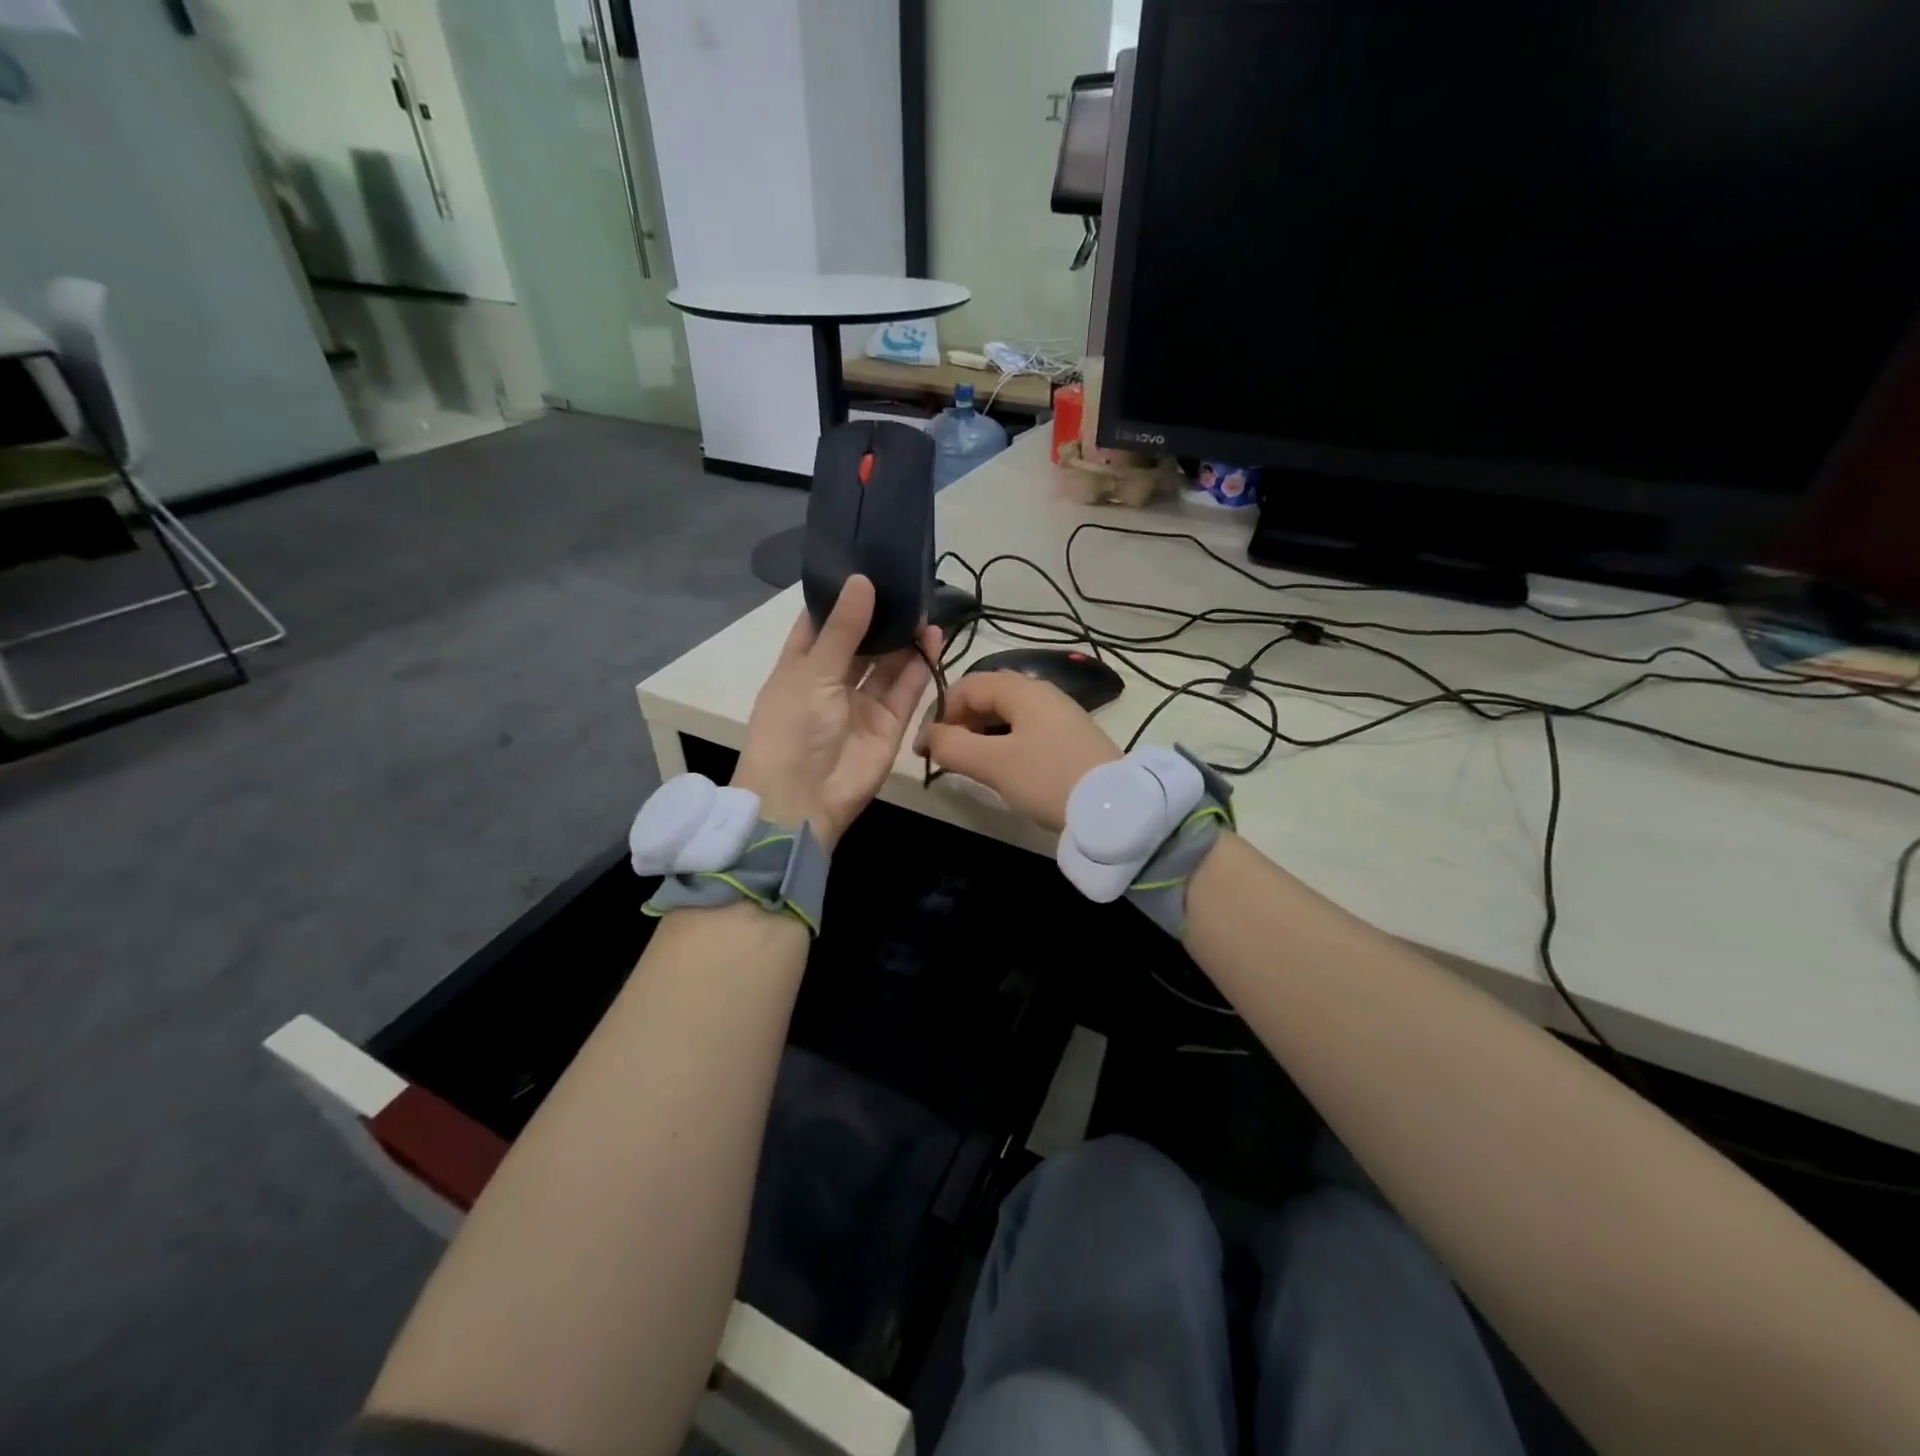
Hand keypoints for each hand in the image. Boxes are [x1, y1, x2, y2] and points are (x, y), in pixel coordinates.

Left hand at [732, 576, 939, 850]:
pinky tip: (933, 637)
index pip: (821, 623)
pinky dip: (920, 664)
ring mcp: (862, 702)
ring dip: (904, 637)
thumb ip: (843, 629)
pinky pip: (907, 688)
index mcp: (800, 666)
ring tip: (926, 605)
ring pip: (888, 663)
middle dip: (881, 615)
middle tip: (908, 582)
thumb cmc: (793, 729)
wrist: (804, 800)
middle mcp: (832, 681)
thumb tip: (862, 580)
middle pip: (860, 641)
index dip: (841, 597)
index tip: (866, 565)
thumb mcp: (812, 673)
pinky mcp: (890, 722)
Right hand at [917, 671, 1119, 831]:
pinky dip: (1003, 742)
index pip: (967, 686)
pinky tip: (1001, 767)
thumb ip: (952, 747)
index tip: (925, 747)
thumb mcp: (993, 764)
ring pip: (1006, 714)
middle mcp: (1042, 692)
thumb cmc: (1048, 778)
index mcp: (1022, 689)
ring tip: (968, 763)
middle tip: (945, 755)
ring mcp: (1059, 714)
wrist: (1113, 807)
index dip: (939, 712)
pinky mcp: (1070, 737)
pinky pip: (1025, 729)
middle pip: (987, 696)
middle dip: (959, 722)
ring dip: (980, 734)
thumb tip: (929, 738)